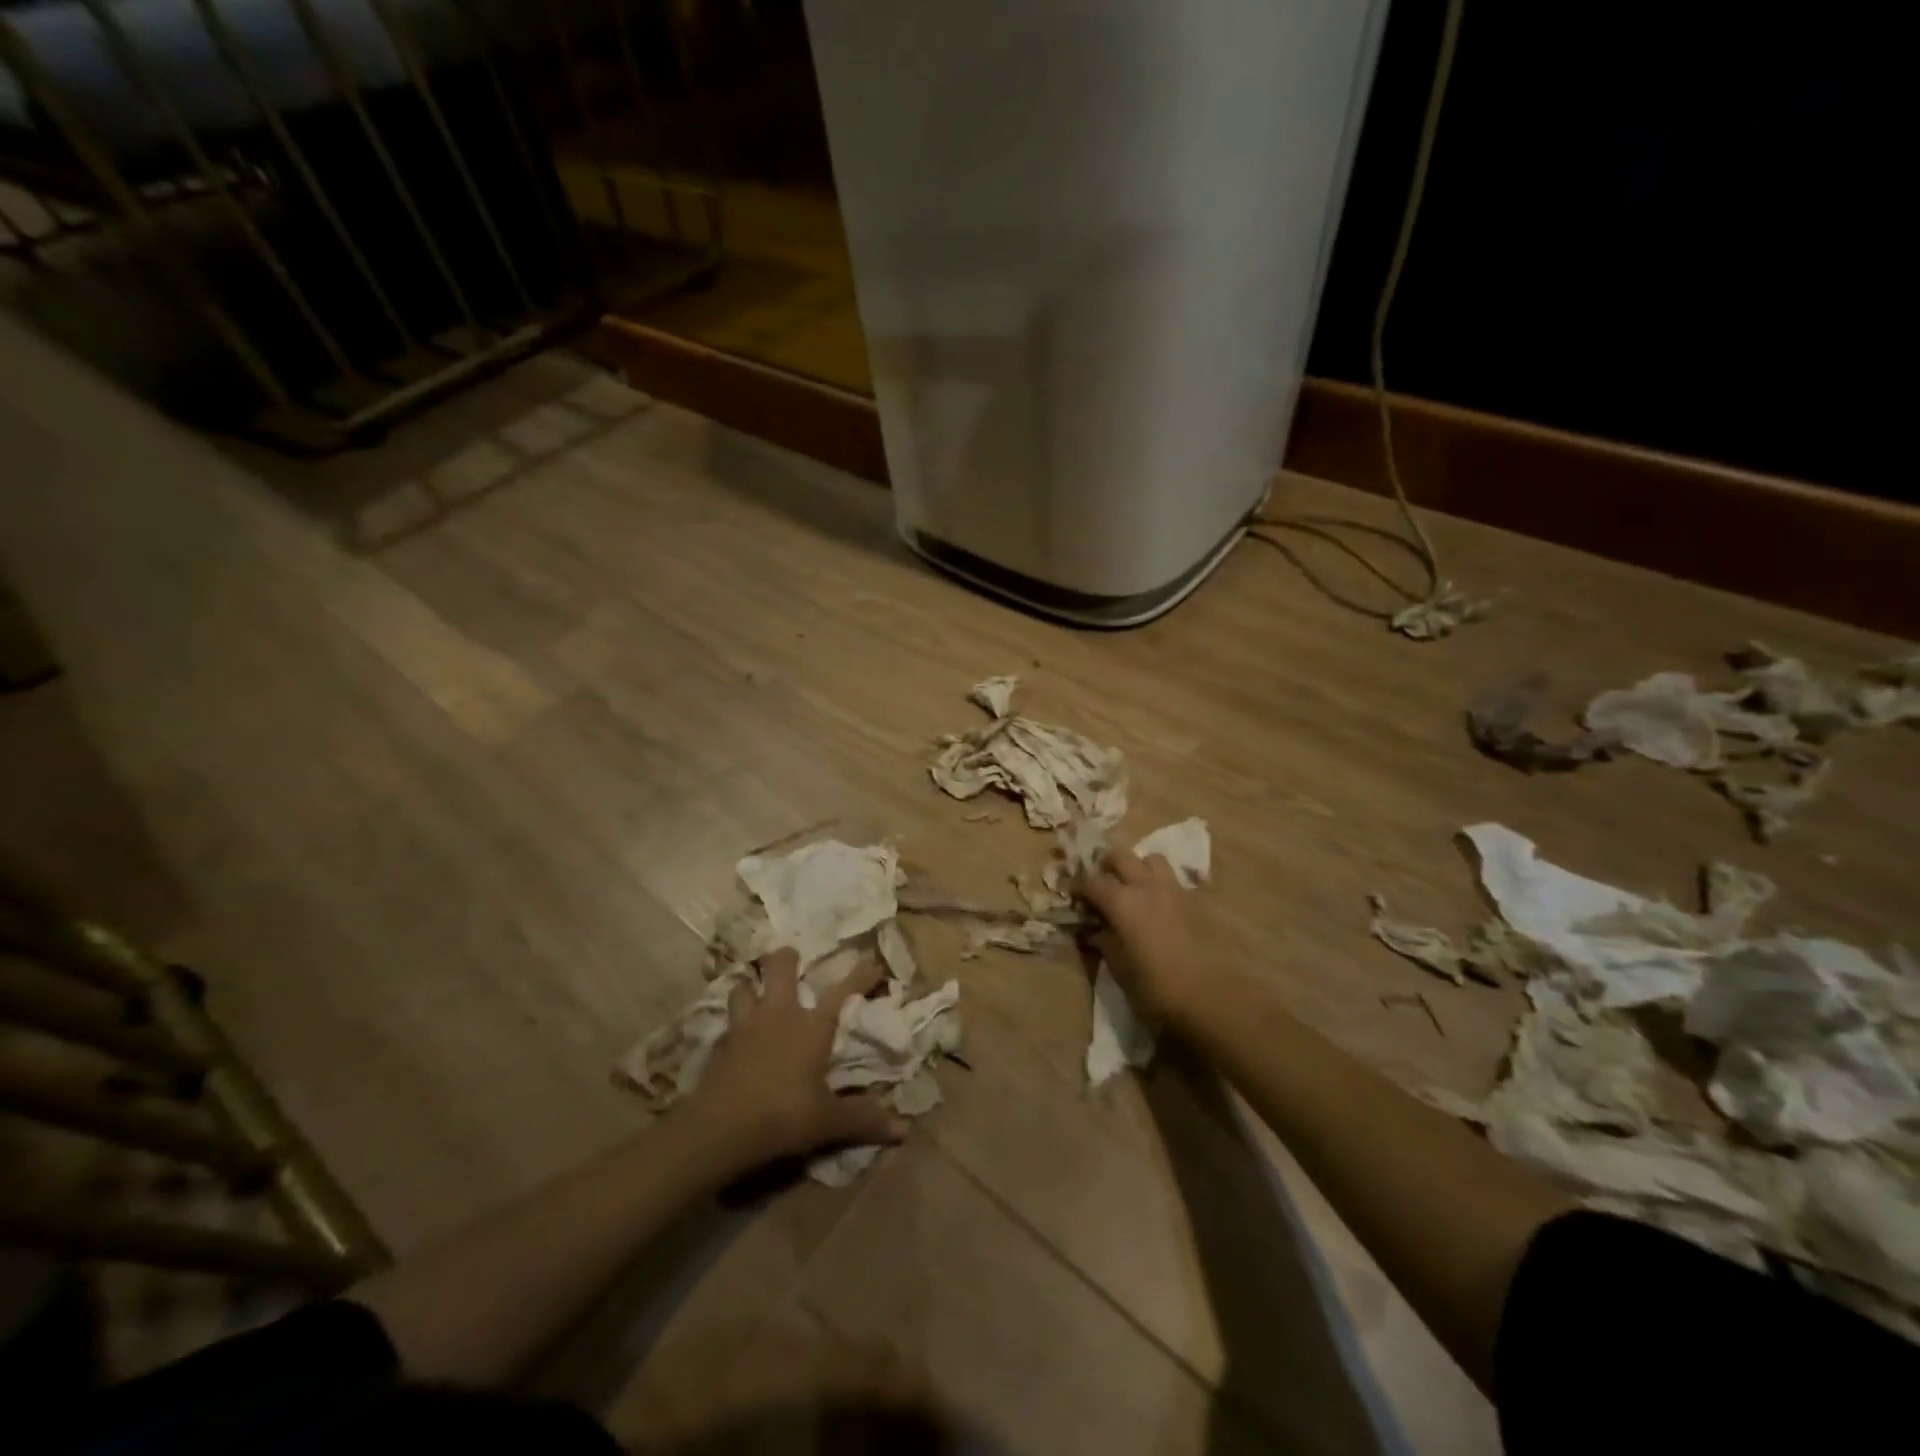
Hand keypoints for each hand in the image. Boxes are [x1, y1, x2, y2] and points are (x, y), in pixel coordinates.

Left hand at [684, 948, 907, 1166]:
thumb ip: (864, 1120)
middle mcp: (779, 1015)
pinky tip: (735, 1037)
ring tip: (755, 991)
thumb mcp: (828, 1121)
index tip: (872, 962)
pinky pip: (726, 1022)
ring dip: (751, 986)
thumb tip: (904, 1131)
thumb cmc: (783, 1116)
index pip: (842, 990)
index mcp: (812, 1026)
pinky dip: (732, 1024)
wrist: (719, 1129)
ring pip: (743, 986)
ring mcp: (745, 1026)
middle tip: (791, 957)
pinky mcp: (719, 1045)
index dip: (861, 974)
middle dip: (786, 957)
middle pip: (780, 966)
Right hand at [1078, 850, 1208, 1024]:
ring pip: (1151, 860)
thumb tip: (1094, 931)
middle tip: (1099, 882)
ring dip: (1137, 866)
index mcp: (1122, 902)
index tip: (1070, 894)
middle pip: (1121, 856)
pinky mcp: (1194, 901)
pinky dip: (1158, 883)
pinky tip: (1157, 906)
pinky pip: (1171, 879)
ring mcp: (1173, 890)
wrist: (1212, 996)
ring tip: (1132, 887)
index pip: (1092, 881)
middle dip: (1106, 865)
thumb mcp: (1121, 969)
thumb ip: (1105, 943)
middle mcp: (1146, 886)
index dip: (1078, 886)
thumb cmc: (1157, 986)